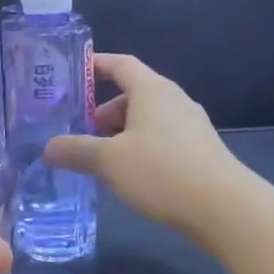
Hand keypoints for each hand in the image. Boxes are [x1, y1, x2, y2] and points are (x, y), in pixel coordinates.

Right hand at [45, 53, 238, 241]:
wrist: (226, 210)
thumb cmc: (162, 172)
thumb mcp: (109, 161)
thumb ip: (75, 150)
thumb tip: (48, 147)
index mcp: (152, 90)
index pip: (120, 64)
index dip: (95, 65)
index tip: (71, 72)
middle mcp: (173, 100)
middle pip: (131, 95)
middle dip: (101, 113)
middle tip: (78, 134)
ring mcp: (190, 126)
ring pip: (145, 120)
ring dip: (119, 135)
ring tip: (99, 161)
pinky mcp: (199, 151)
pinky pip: (160, 139)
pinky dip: (139, 149)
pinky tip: (129, 177)